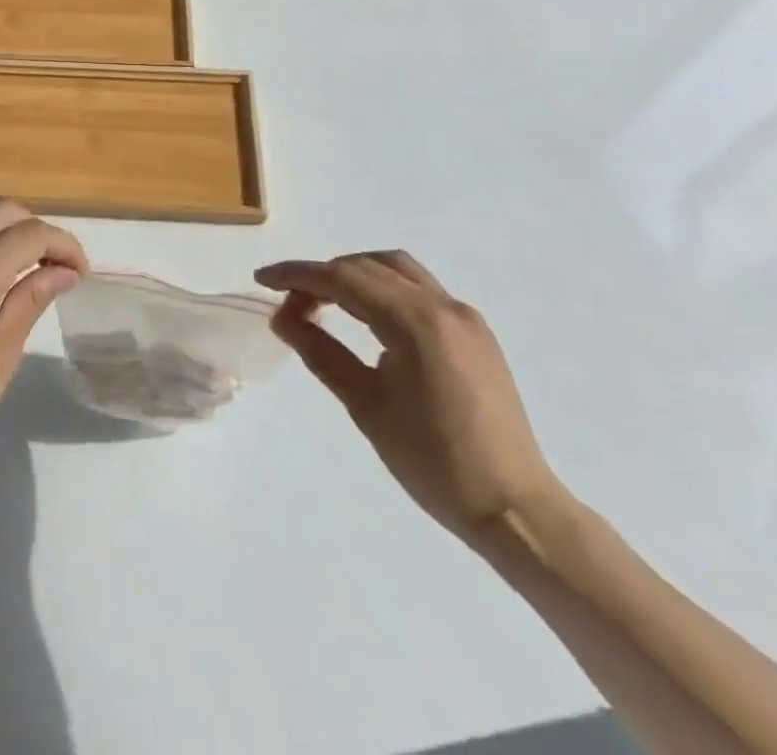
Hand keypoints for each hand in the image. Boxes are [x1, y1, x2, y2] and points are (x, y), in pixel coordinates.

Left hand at [0, 200, 87, 475]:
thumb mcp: (2, 352)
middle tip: (54, 262)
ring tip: (22, 258)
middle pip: (0, 209)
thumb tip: (63, 270)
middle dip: (36, 227)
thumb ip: (31, 298)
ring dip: (3, 224)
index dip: (64, 245)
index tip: (80, 271)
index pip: (30, 234)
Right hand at [257, 252, 570, 549]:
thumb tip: (282, 318)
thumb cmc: (433, 463)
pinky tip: (366, 317)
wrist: (514, 509)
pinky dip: (383, 289)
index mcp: (416, 323)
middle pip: (367, 267)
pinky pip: (419, 289)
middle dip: (322, 276)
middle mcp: (443, 306)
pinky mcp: (474, 332)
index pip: (343, 279)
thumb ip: (321, 352)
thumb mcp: (366, 406)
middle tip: (290, 305)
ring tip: (323, 303)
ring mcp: (464, 316)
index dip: (297, 275)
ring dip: (354, 275)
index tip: (261, 280)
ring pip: (396, 269)